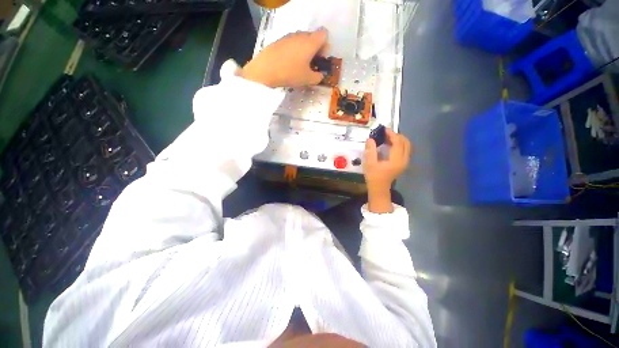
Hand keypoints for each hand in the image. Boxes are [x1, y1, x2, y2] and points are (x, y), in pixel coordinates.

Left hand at [241, 28, 328, 87]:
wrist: (265, 69)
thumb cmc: (291, 73)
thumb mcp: (308, 80)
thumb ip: (318, 77)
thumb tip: (320, 75)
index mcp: (310, 42)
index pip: (324, 34)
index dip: (325, 46)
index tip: (320, 59)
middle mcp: (300, 35)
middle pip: (313, 36)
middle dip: (315, 49)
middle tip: (311, 64)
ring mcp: (289, 36)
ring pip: (301, 40)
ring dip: (304, 50)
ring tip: (299, 65)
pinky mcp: (279, 40)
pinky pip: (291, 43)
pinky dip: (294, 51)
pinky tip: (289, 63)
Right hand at [364, 128, 411, 212]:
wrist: (379, 188)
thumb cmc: (374, 176)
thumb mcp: (370, 164)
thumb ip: (370, 151)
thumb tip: (370, 139)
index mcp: (396, 160)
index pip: (398, 143)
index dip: (392, 134)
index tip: (384, 129)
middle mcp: (404, 160)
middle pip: (405, 142)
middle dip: (396, 135)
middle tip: (385, 133)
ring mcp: (405, 162)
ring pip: (406, 145)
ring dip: (398, 139)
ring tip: (387, 137)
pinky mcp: (403, 163)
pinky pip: (404, 149)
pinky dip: (399, 144)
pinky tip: (390, 144)